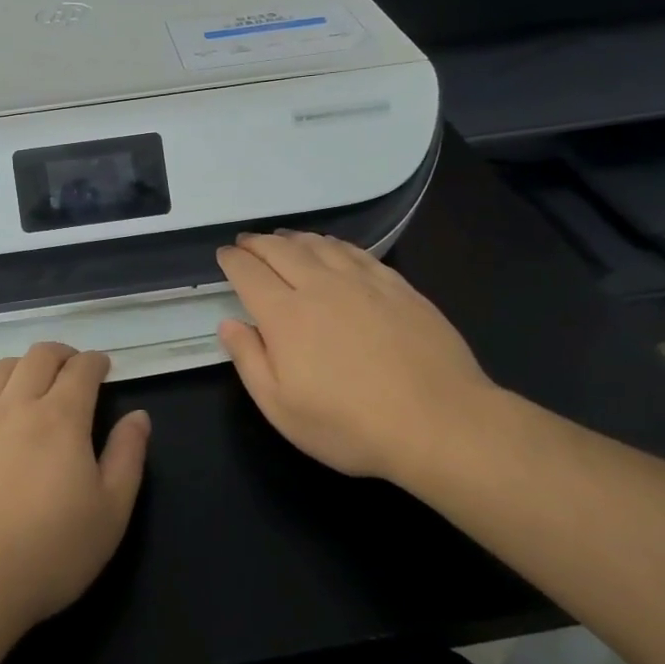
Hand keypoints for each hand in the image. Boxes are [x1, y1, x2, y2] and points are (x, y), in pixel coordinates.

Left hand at [0, 343, 148, 634]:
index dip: (95, 362)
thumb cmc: (48, 552)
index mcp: (61, 417)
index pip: (81, 369)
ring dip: (20, 367)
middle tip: (71, 369)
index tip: (103, 368)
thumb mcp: (110, 513)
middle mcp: (16, 405)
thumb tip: (138, 416)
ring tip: (28, 382)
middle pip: (38, 357)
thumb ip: (127, 457)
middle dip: (61, 355)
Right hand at [216, 232, 501, 486]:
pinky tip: (332, 248)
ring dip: (294, 238)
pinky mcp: (397, 286)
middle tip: (246, 242)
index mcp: (286, 315)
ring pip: (319, 245)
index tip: (224, 255)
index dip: (233, 260)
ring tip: (283, 239)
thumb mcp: (282, 409)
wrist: (440, 422)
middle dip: (258, 243)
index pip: (249, 273)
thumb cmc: (350, 425)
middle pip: (281, 250)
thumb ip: (250, 361)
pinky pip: (356, 252)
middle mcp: (320, 286)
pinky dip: (334, 244)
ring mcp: (363, 282)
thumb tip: (229, 324)